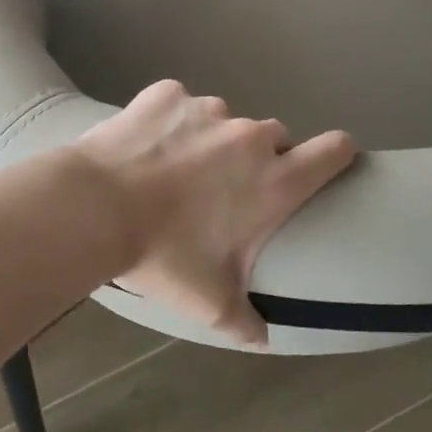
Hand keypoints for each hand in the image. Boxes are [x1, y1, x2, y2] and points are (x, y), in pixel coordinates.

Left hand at [73, 81, 357, 346]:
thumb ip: (245, 321)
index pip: (334, 150)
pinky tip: (143, 145)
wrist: (95, 207)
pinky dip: (169, 120)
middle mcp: (249, 137)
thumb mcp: (209, 302)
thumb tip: (262, 338)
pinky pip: (179, 103)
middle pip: (275, 136)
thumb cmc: (163, 255)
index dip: (336, 154)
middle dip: (259, 158)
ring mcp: (207, 109)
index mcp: (274, 181)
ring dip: (211, 139)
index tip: (326, 163)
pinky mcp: (167, 93)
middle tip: (225, 187)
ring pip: (224, 120)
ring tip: (174, 168)